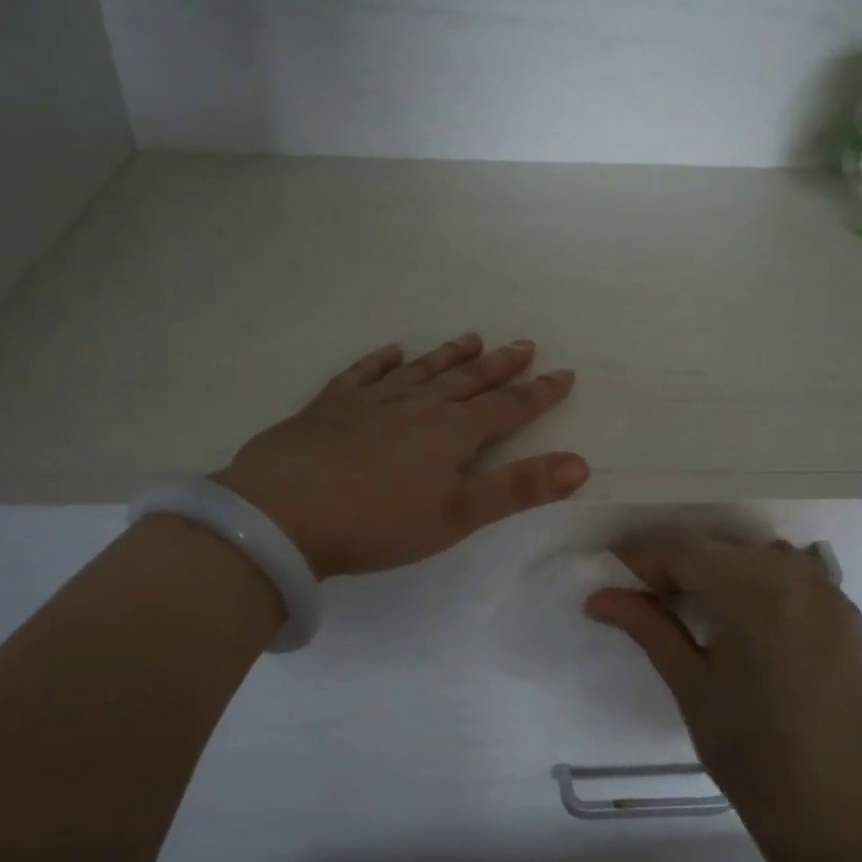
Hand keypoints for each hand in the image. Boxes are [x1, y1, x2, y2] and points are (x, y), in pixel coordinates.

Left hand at [212, 334, 588, 578]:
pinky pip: (363, 373)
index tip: (564, 374)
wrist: (282, 513)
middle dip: (500, 366)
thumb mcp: (456, 516)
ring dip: (449, 356)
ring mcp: (371, 401)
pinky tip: (391, 350)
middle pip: (467, 381)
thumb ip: (517, 490)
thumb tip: (579, 464)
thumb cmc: (377, 522)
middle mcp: (417, 406)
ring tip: (473, 339)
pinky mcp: (330, 406)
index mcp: (451, 434)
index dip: (538, 394)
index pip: (507, 408)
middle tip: (524, 344)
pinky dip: (381, 360)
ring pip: (421, 370)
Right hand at [586, 537, 861, 861]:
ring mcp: (831, 596)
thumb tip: (600, 597)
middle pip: (722, 549)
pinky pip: (796, 576)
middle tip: (645, 598)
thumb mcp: (691, 687)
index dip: (643, 559)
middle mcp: (798, 580)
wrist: (843, 818)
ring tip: (694, 606)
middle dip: (679, 564)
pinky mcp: (849, 618)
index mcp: (756, 594)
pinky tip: (744, 615)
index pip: (686, 552)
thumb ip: (649, 628)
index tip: (612, 577)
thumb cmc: (754, 757)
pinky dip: (761, 581)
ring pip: (760, 556)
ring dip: (722, 568)